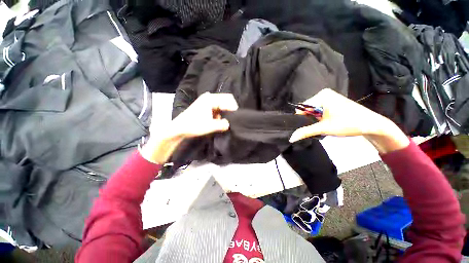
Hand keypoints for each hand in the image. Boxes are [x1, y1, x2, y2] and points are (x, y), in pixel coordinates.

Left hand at [141, 93, 238, 162]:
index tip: (236, 118)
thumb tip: (230, 124)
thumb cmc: (193, 126)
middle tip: (231, 120)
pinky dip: (220, 114)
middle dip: (230, 110)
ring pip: (222, 105)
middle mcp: (209, 97)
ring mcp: (207, 101)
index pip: (229, 99)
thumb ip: (223, 124)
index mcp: (211, 99)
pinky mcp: (206, 106)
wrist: (179, 128)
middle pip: (226, 100)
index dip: (234, 109)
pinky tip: (218, 121)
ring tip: (224, 121)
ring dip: (225, 113)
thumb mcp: (210, 126)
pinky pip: (218, 108)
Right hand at [289, 89, 409, 153]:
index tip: (305, 128)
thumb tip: (290, 138)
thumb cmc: (348, 123)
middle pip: (307, 110)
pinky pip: (319, 111)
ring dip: (314, 121)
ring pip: (312, 112)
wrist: (372, 125)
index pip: (302, 108)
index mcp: (321, 95)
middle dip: (308, 120)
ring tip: (321, 127)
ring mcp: (329, 98)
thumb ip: (305, 132)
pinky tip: (325, 124)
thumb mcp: (324, 128)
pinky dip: (319, 119)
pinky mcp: (332, 103)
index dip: (301, 119)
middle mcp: (323, 94)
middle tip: (316, 128)